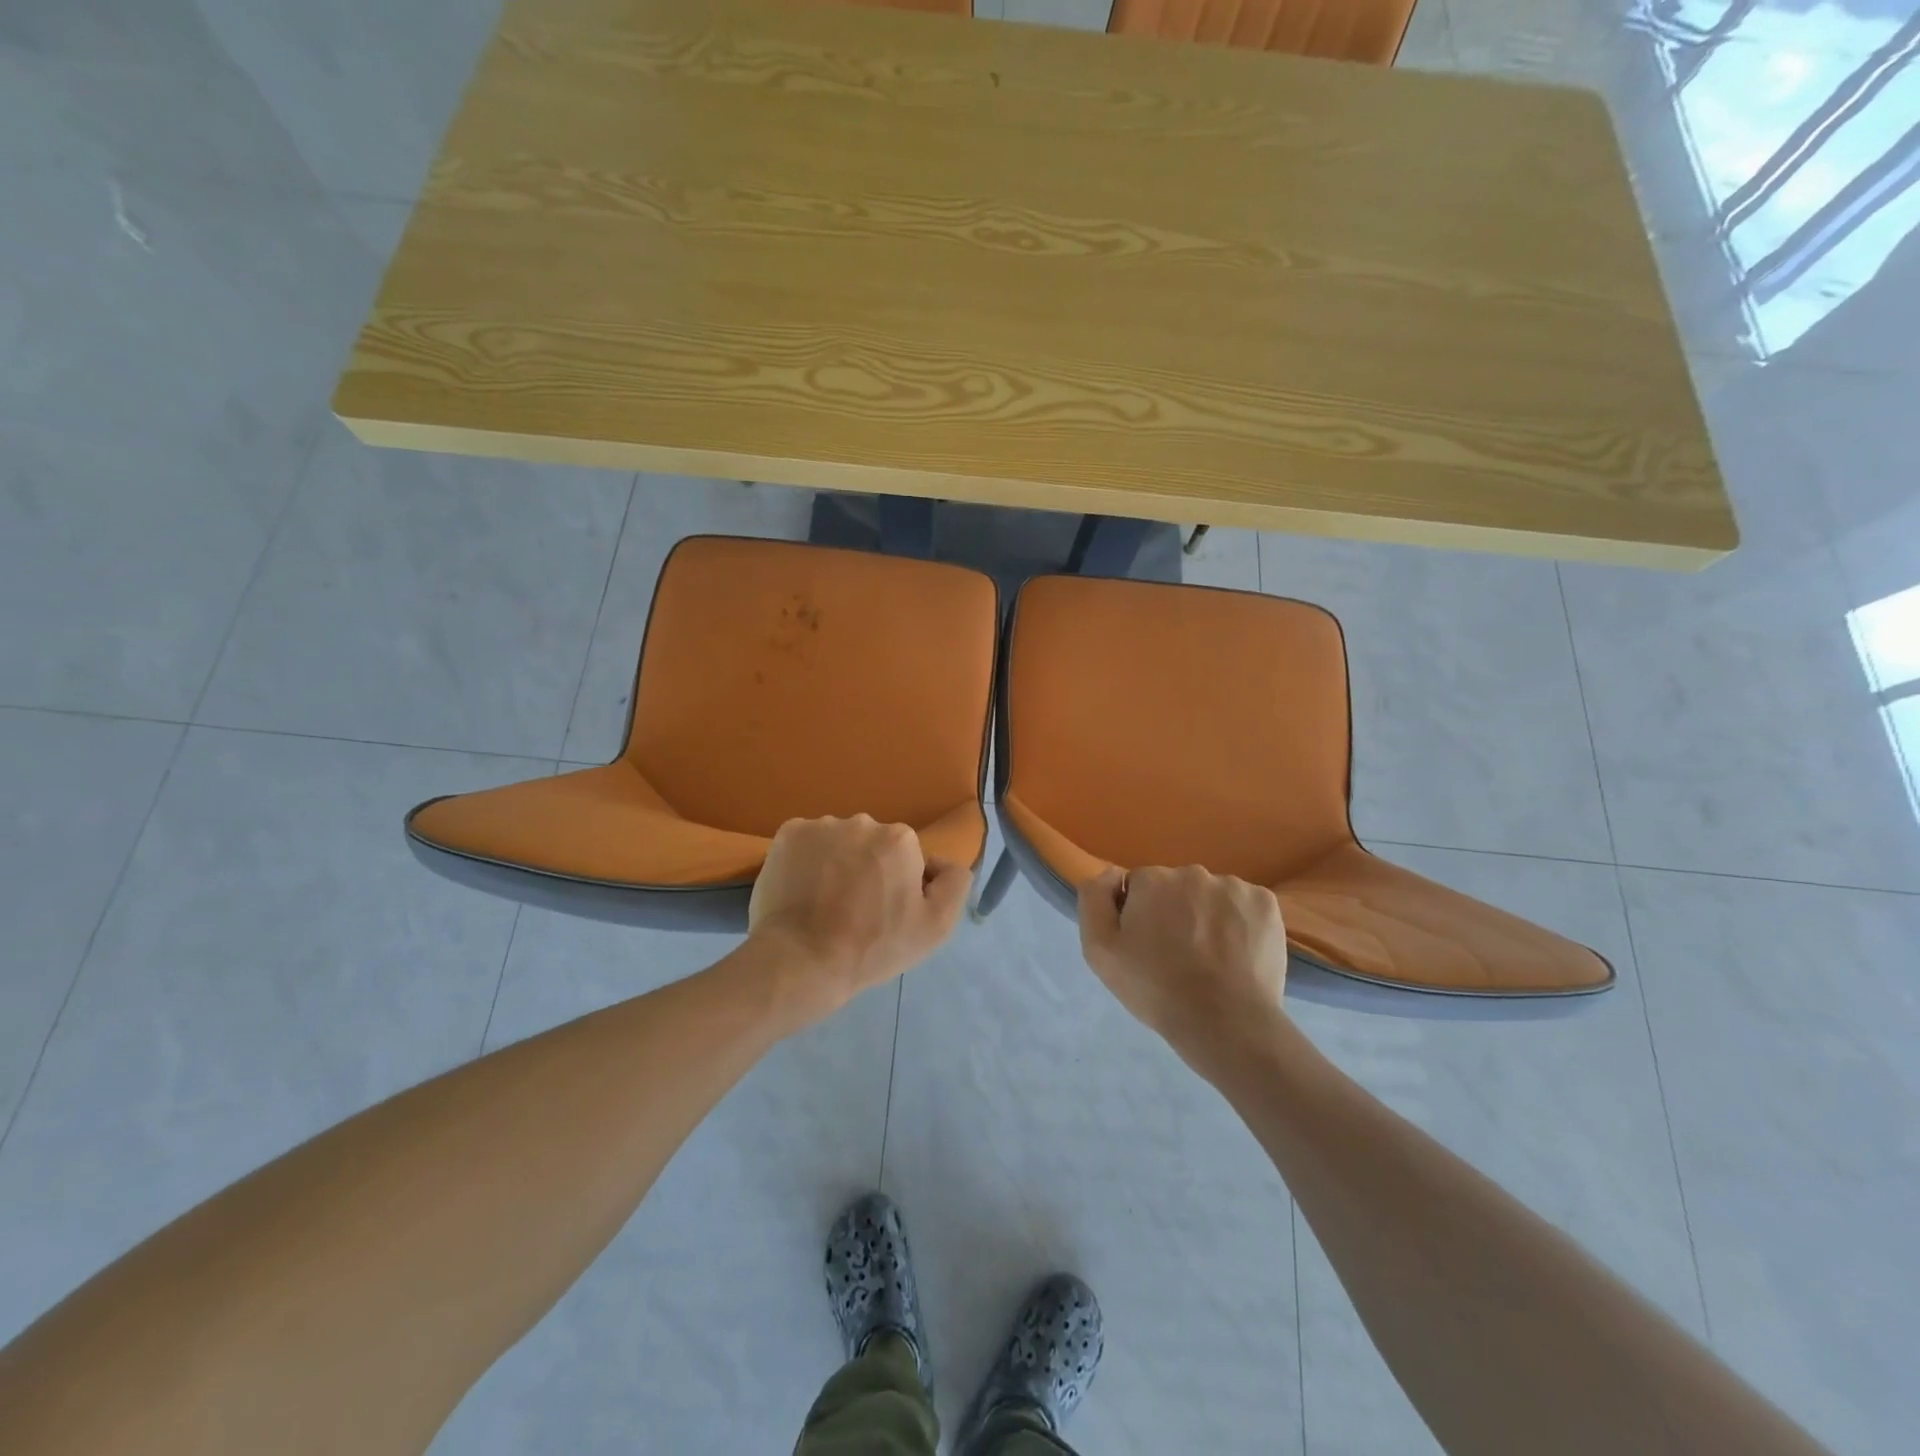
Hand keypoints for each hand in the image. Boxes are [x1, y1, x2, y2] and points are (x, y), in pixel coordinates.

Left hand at [747, 816, 970, 1022]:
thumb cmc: (873, 946)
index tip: (885, 912)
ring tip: (824, 902)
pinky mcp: (788, 834)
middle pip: (872, 844)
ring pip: (838, 841)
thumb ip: (954, 882)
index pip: (906, 856)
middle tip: (854, 909)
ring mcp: (821, 825)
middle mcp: (863, 821)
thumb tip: (939, 862)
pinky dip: (806, 860)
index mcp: (900, 838)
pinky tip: (802, 890)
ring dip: (837, 863)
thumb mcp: (936, 926)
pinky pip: (806, 843)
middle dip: (868, 868)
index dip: (899, 884)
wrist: (802, 960)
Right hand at [1078, 865, 1289, 1062]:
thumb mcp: (1100, 950)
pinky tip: (1236, 953)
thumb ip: (1094, 899)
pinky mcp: (1266, 903)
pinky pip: (1243, 905)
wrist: (1226, 1023)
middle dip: (1174, 911)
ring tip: (1210, 959)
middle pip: (1175, 887)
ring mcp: (1233, 886)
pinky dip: (1239, 922)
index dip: (1139, 916)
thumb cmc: (1155, 988)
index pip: (1138, 886)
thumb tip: (1111, 872)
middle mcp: (1192, 872)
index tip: (1147, 947)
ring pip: (1211, 895)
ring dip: (1207, 916)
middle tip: (1178, 955)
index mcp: (1152, 879)